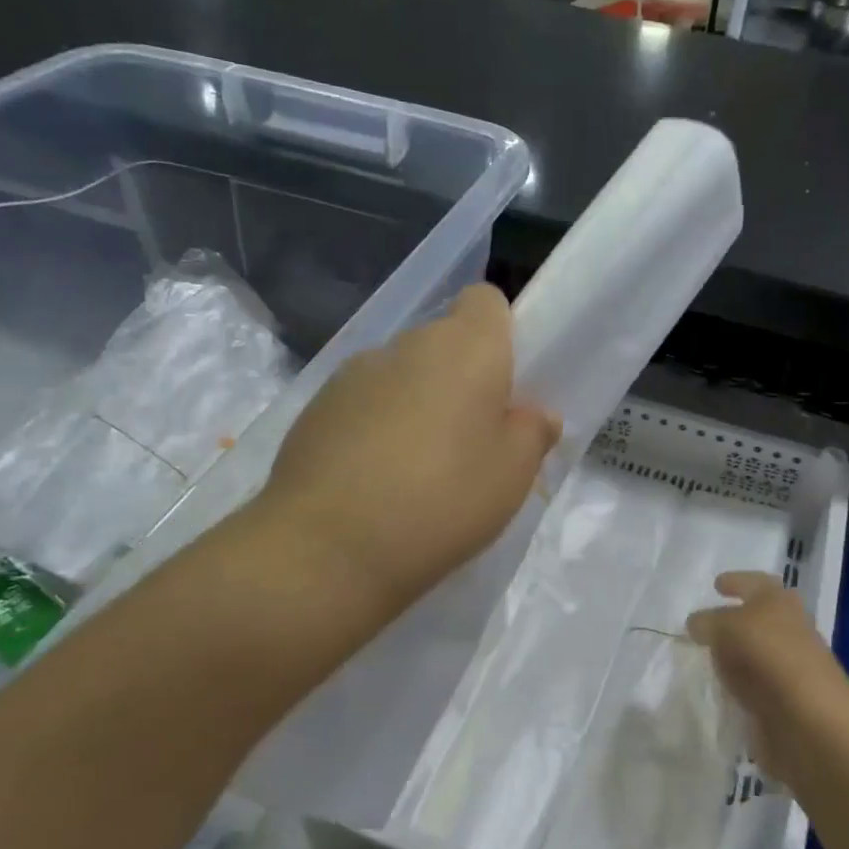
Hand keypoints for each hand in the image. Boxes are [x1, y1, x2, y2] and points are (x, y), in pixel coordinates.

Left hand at [244, 284, 559, 620]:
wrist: (328, 547)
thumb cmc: (443, 500)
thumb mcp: (513, 475)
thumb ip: (532, 432)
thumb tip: (533, 414)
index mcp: (464, 347)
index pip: (486, 301)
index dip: (500, 334)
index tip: (505, 385)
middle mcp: (406, 345)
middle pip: (443, 343)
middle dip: (460, 379)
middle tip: (470, 440)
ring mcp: (352, 374)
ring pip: (401, 375)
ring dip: (416, 404)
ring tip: (417, 469)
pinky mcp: (314, 408)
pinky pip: (362, 405)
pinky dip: (375, 428)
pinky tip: (374, 482)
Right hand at [687, 572, 848, 783]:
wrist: (810, 719)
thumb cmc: (770, 655)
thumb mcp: (728, 627)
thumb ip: (708, 622)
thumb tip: (696, 623)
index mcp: (778, 601)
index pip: (754, 583)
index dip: (736, 581)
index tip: (716, 585)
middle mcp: (787, 629)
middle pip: (757, 618)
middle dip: (733, 619)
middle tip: (706, 624)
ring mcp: (786, 667)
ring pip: (754, 652)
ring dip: (733, 654)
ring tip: (707, 656)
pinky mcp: (782, 700)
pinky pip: (752, 684)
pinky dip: (738, 684)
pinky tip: (720, 687)